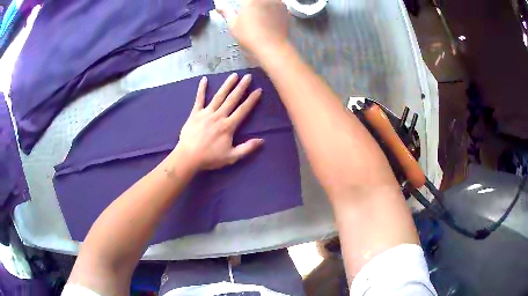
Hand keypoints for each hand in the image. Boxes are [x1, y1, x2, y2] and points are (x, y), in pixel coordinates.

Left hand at [175, 73, 263, 169]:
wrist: (188, 157)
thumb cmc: (210, 158)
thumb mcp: (231, 157)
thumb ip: (247, 148)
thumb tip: (262, 141)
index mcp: (228, 126)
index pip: (243, 110)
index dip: (252, 100)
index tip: (258, 90)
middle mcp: (219, 116)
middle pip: (232, 99)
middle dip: (241, 87)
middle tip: (248, 76)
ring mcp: (206, 113)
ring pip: (219, 96)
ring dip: (227, 85)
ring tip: (234, 75)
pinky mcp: (195, 113)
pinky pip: (199, 99)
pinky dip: (201, 89)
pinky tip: (204, 79)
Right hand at [217, 0, 288, 56]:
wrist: (272, 47)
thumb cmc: (249, 36)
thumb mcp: (233, 25)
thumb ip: (226, 13)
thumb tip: (219, 7)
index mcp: (250, 0)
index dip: (243, 3)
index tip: (241, 8)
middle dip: (251, 3)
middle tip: (247, 10)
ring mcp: (277, 2)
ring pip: (268, 0)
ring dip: (262, 4)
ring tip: (258, 14)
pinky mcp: (285, 9)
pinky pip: (277, 3)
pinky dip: (273, 6)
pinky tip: (269, 15)